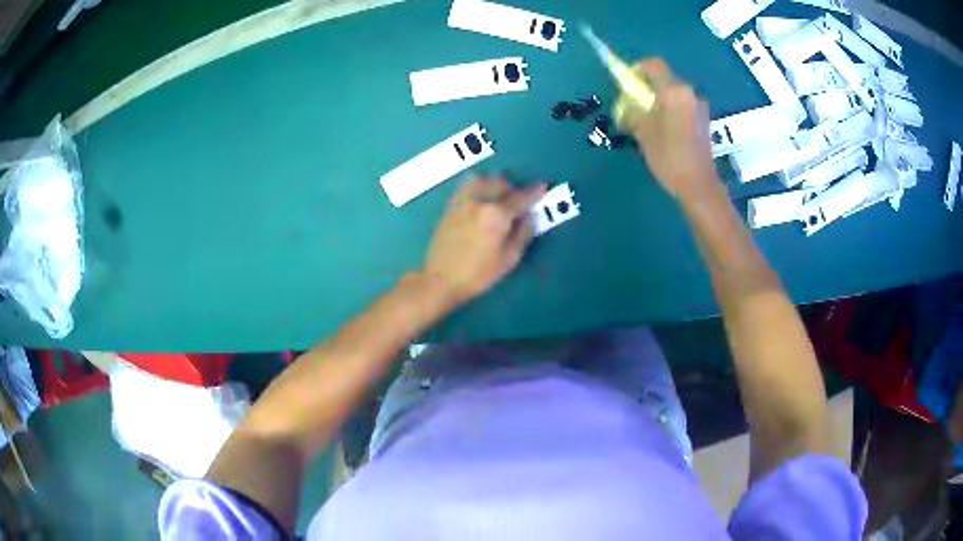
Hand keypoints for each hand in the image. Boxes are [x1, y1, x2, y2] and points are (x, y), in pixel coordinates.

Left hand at [422, 175, 545, 306]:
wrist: (441, 280)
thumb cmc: (479, 274)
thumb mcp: (509, 258)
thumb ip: (524, 233)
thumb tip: (532, 215)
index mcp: (497, 214)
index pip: (521, 197)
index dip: (535, 191)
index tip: (544, 186)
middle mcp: (479, 201)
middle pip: (500, 182)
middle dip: (513, 188)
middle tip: (519, 203)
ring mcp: (462, 202)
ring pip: (481, 179)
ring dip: (494, 184)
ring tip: (498, 199)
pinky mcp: (450, 207)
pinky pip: (465, 186)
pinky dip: (477, 186)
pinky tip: (480, 200)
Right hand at [624, 58, 721, 203]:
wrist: (698, 185)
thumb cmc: (669, 157)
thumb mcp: (643, 132)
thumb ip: (633, 110)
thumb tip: (627, 104)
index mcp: (674, 92)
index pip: (653, 65)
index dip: (637, 69)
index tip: (628, 85)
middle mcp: (689, 93)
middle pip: (664, 79)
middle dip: (647, 87)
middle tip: (634, 105)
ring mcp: (699, 106)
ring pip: (673, 93)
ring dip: (659, 100)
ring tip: (648, 121)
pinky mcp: (704, 119)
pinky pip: (682, 105)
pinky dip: (670, 110)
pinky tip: (664, 131)